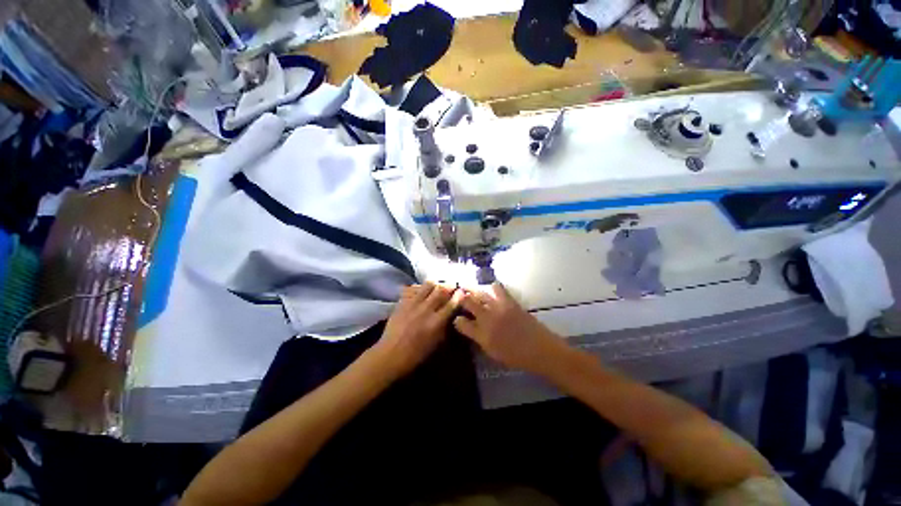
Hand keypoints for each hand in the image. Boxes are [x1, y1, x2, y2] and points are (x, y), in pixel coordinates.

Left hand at [370, 282, 461, 377]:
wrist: (391, 354)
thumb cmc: (416, 354)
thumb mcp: (436, 343)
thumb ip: (445, 326)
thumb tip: (452, 314)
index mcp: (436, 322)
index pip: (451, 304)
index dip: (459, 296)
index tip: (462, 291)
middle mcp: (426, 310)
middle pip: (441, 290)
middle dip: (449, 285)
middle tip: (452, 284)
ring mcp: (413, 304)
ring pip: (427, 285)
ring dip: (435, 283)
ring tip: (438, 285)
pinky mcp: (403, 302)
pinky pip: (413, 289)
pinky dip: (420, 288)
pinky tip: (422, 290)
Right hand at [453, 283, 568, 374]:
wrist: (541, 350)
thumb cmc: (517, 357)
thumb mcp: (494, 353)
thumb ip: (480, 339)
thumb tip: (472, 329)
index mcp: (482, 336)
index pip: (462, 324)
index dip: (457, 320)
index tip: (457, 318)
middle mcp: (488, 320)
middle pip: (469, 303)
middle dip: (461, 297)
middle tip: (459, 294)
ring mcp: (499, 309)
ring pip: (481, 294)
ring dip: (473, 290)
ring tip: (469, 287)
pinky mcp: (510, 303)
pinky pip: (499, 290)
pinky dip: (493, 287)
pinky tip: (492, 287)